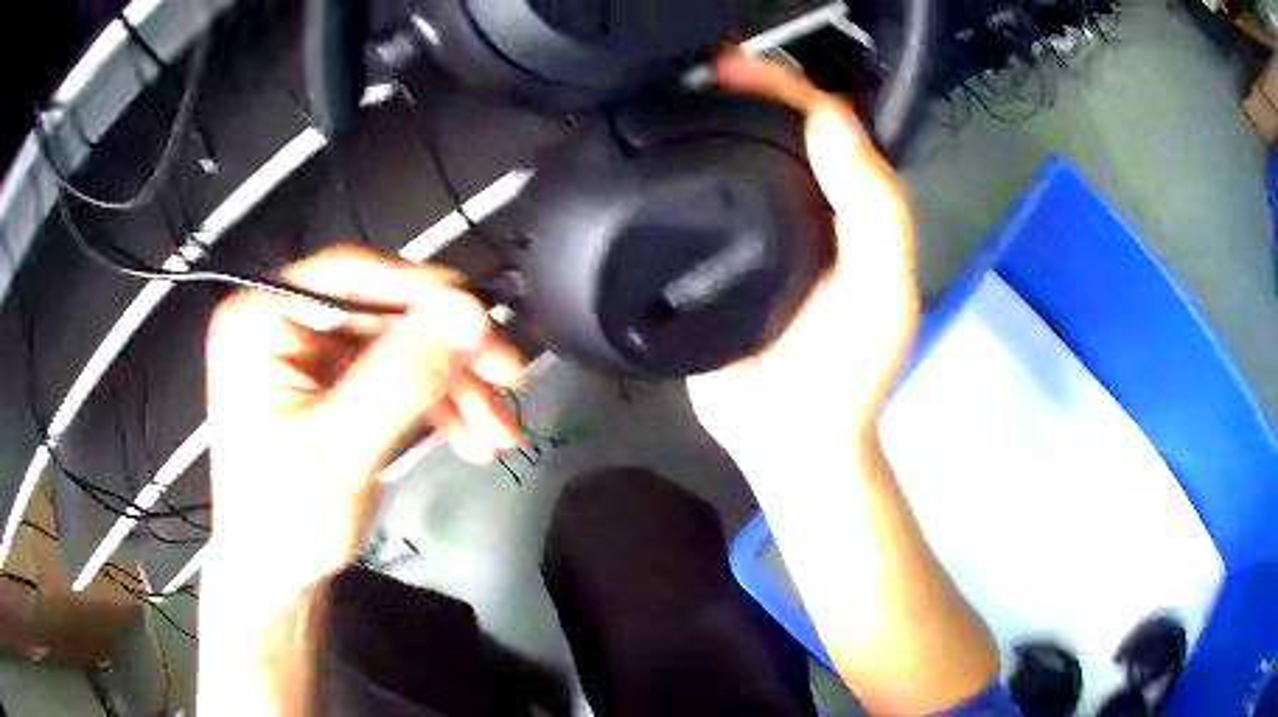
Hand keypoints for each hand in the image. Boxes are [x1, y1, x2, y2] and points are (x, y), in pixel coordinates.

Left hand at [204, 246, 523, 604]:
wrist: (277, 580)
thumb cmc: (284, 522)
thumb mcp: (338, 451)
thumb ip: (400, 380)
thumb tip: (471, 311)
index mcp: (258, 320)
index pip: (347, 276)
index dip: (421, 292)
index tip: (488, 321)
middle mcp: (284, 322)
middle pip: (382, 312)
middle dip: (448, 353)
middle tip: (510, 379)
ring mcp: (311, 354)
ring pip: (400, 345)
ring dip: (454, 386)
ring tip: (498, 433)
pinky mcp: (336, 384)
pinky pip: (398, 376)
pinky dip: (439, 404)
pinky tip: (472, 438)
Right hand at [689, 54, 918, 466]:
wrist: (784, 436)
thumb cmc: (844, 370)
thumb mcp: (883, 290)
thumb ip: (873, 208)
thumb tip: (827, 118)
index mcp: (851, 205)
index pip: (825, 124)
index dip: (787, 87)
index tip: (734, 69)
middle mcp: (808, 205)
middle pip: (778, 129)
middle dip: (743, 92)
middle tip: (694, 72)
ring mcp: (756, 229)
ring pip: (735, 157)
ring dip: (708, 120)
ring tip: (665, 97)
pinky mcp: (713, 255)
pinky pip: (697, 199)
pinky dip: (678, 168)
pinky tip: (650, 151)